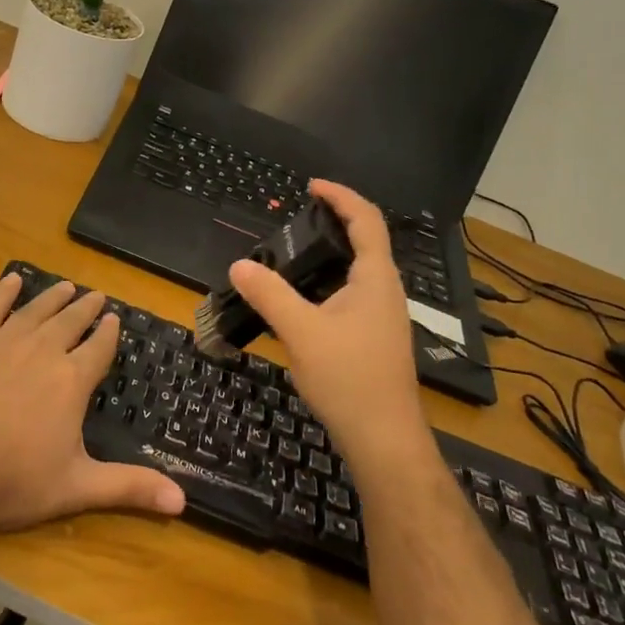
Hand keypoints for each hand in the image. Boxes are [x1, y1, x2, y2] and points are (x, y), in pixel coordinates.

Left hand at [0, 275, 185, 539]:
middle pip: (70, 321)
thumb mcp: (77, 487)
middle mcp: (42, 350)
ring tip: (66, 286)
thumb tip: (182, 500)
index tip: (115, 319)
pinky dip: (3, 292)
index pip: (98, 347)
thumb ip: (129, 487)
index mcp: (72, 380)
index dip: (108, 332)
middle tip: (97, 295)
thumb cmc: (13, 482)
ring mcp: (3, 342)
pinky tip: (12, 280)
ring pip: (36, 310)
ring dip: (53, 296)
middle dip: (86, 308)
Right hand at [229, 180, 432, 468]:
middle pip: (365, 241)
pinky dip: (327, 282)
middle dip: (332, 222)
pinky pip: (352, 294)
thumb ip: (269, 294)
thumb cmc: (349, 378)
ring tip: (290, 256)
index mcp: (376, 278)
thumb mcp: (301, 332)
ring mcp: (383, 316)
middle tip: (293, 220)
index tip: (311, 186)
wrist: (383, 438)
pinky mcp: (375, 337)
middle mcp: (386, 290)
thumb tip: (239, 264)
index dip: (340, 196)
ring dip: (329, 255)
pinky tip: (302, 301)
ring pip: (357, 271)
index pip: (366, 220)